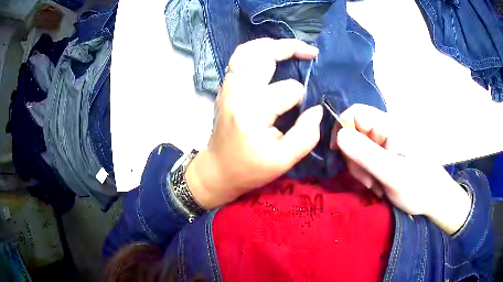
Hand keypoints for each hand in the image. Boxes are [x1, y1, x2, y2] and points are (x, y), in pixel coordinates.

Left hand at [186, 38, 322, 209]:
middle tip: (311, 52)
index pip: (288, 89)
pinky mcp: (225, 87)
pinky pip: (238, 58)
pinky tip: (270, 54)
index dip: (302, 97)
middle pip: (265, 55)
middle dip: (291, 48)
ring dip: (272, 44)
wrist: (218, 169)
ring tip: (292, 48)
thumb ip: (306, 135)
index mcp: (252, 111)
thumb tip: (316, 109)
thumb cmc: (250, 169)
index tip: (303, 110)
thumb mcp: (284, 160)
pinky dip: (256, 50)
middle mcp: (238, 91)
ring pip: (248, 50)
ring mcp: (228, 86)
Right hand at [333, 104, 470, 234]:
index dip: (342, 128)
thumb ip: (366, 154)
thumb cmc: (419, 186)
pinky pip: (366, 158)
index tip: (338, 154)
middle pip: (355, 132)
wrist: (435, 198)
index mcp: (390, 127)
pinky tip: (377, 185)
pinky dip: (366, 172)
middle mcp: (386, 130)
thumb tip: (339, 135)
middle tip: (366, 180)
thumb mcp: (392, 174)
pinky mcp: (386, 154)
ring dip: (360, 168)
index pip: (356, 113)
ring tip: (375, 185)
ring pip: (358, 147)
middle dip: (353, 157)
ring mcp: (386, 142)